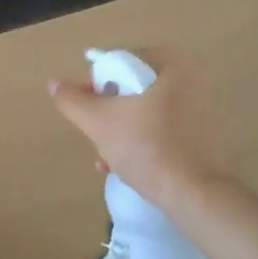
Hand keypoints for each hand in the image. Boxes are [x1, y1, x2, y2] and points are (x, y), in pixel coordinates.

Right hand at [48, 48, 229, 207]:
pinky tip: (121, 166)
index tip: (84, 107)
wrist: (196, 196)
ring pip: (145, 112)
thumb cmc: (148, 148)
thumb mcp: (99, 121)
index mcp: (171, 65)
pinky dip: (140, 142)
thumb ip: (72, 100)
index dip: (95, 82)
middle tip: (93, 132)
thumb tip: (53, 83)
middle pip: (131, 88)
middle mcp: (191, 80)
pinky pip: (162, 130)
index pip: (120, 62)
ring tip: (102, 157)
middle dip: (107, 111)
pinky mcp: (204, 137)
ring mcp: (201, 110)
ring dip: (119, 130)